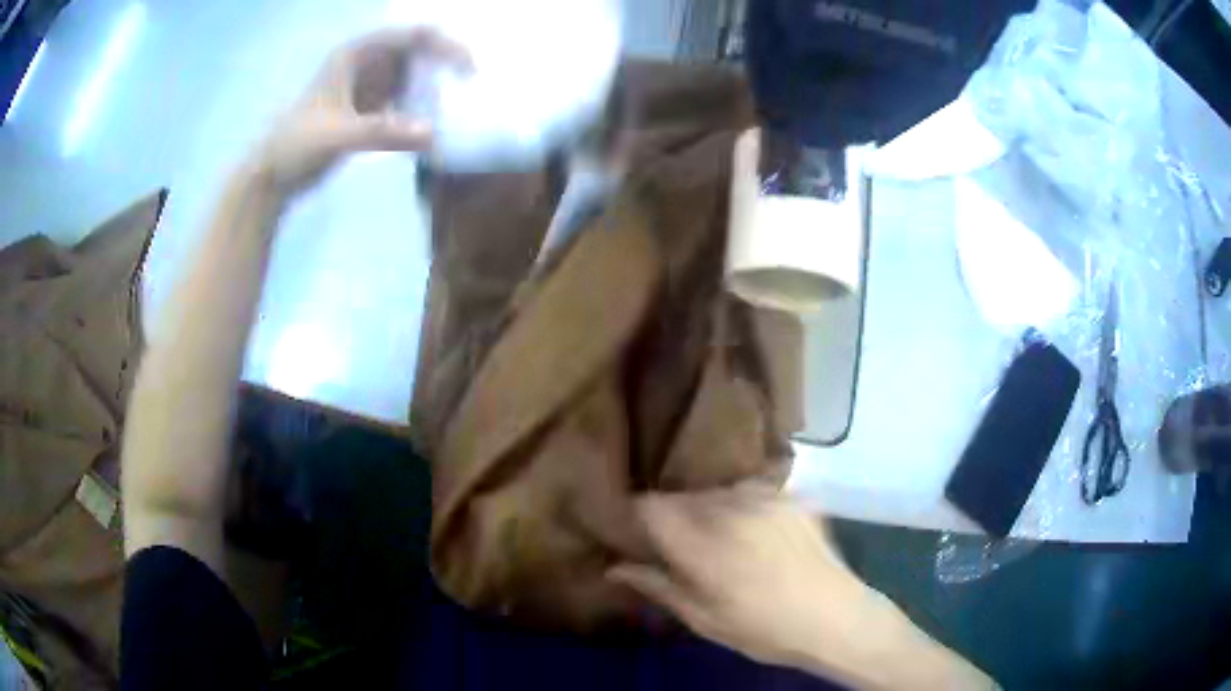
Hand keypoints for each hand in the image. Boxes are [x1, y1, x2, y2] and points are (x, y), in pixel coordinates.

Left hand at [252, 27, 469, 195]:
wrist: (273, 176)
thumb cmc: (296, 147)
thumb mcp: (337, 136)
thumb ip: (382, 132)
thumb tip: (434, 134)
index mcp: (356, 54)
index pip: (411, 36)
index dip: (444, 45)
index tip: (467, 69)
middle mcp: (366, 63)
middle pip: (417, 50)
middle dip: (445, 62)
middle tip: (471, 85)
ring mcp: (367, 85)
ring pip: (412, 73)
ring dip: (435, 84)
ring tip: (460, 102)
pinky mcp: (368, 108)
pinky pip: (404, 98)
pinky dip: (421, 106)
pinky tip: (435, 121)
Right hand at [610, 486, 881, 670]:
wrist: (835, 619)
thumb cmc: (764, 630)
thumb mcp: (704, 619)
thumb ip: (658, 586)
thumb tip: (614, 568)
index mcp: (703, 545)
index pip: (650, 505)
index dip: (638, 516)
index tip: (639, 535)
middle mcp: (732, 510)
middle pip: (682, 496)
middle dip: (673, 517)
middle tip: (681, 548)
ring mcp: (767, 498)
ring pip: (716, 491)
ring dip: (708, 510)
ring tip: (722, 541)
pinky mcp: (792, 496)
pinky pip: (751, 490)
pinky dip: (741, 506)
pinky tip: (755, 533)